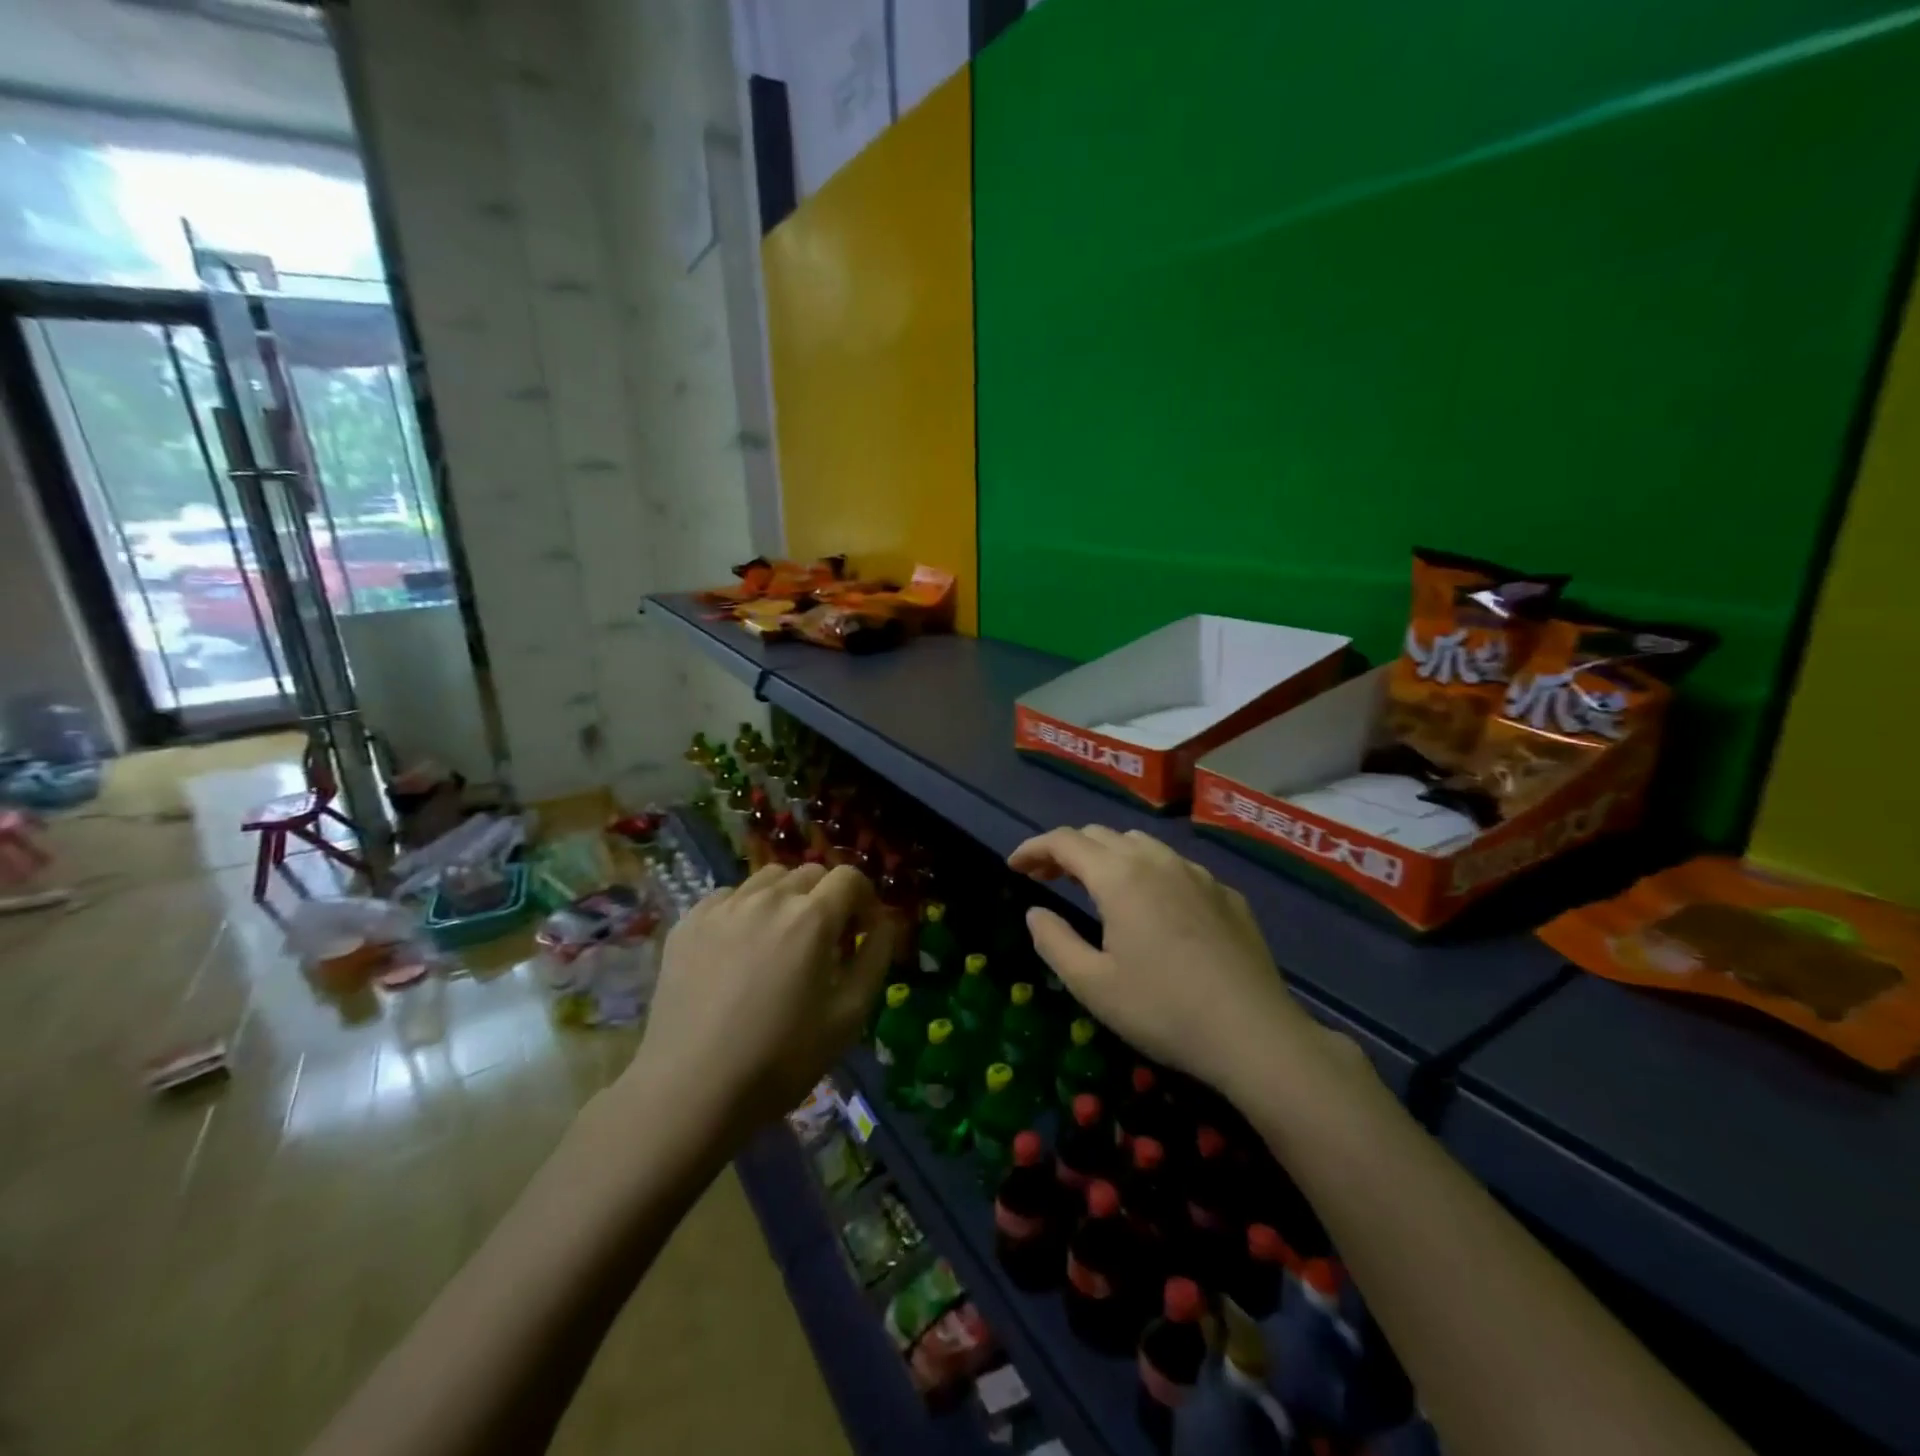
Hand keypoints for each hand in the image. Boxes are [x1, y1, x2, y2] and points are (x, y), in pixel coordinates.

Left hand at [632, 863, 894, 1140]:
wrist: (690, 1090)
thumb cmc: (780, 1059)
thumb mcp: (849, 1016)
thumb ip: (875, 958)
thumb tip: (883, 923)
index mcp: (812, 917)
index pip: (850, 878)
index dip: (865, 900)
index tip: (861, 933)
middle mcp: (768, 898)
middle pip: (810, 873)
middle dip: (827, 898)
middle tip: (824, 941)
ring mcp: (723, 907)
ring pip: (768, 878)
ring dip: (786, 898)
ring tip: (781, 939)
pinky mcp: (688, 923)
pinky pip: (728, 897)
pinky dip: (745, 909)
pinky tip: (739, 948)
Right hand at [1008, 827, 1323, 1094]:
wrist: (1254, 1034)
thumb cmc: (1163, 1009)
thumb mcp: (1092, 984)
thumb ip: (1053, 941)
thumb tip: (1035, 912)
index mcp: (1119, 876)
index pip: (1064, 841)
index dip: (1033, 848)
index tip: (1014, 866)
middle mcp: (1157, 860)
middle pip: (1101, 835)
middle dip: (1067, 850)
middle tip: (1046, 877)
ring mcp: (1197, 874)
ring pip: (1141, 844)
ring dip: (1108, 855)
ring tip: (1096, 886)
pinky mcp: (1226, 894)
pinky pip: (1176, 867)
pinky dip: (1149, 873)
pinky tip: (1154, 908)